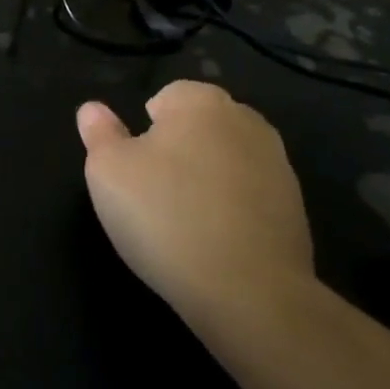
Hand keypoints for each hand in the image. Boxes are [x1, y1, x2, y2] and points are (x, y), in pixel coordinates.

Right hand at [77, 81, 313, 330]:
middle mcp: (246, 121)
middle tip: (155, 192)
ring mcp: (278, 165)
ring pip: (227, 160)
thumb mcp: (107, 171)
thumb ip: (99, 133)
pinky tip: (216, 242)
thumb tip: (93, 110)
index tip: (137, 167)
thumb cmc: (165, 216)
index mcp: (201, 102)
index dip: (146, 129)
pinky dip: (234, 209)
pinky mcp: (296, 208)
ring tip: (185, 221)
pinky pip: (251, 196)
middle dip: (180, 149)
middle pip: (201, 126)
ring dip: (209, 179)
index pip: (168, 96)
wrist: (249, 292)